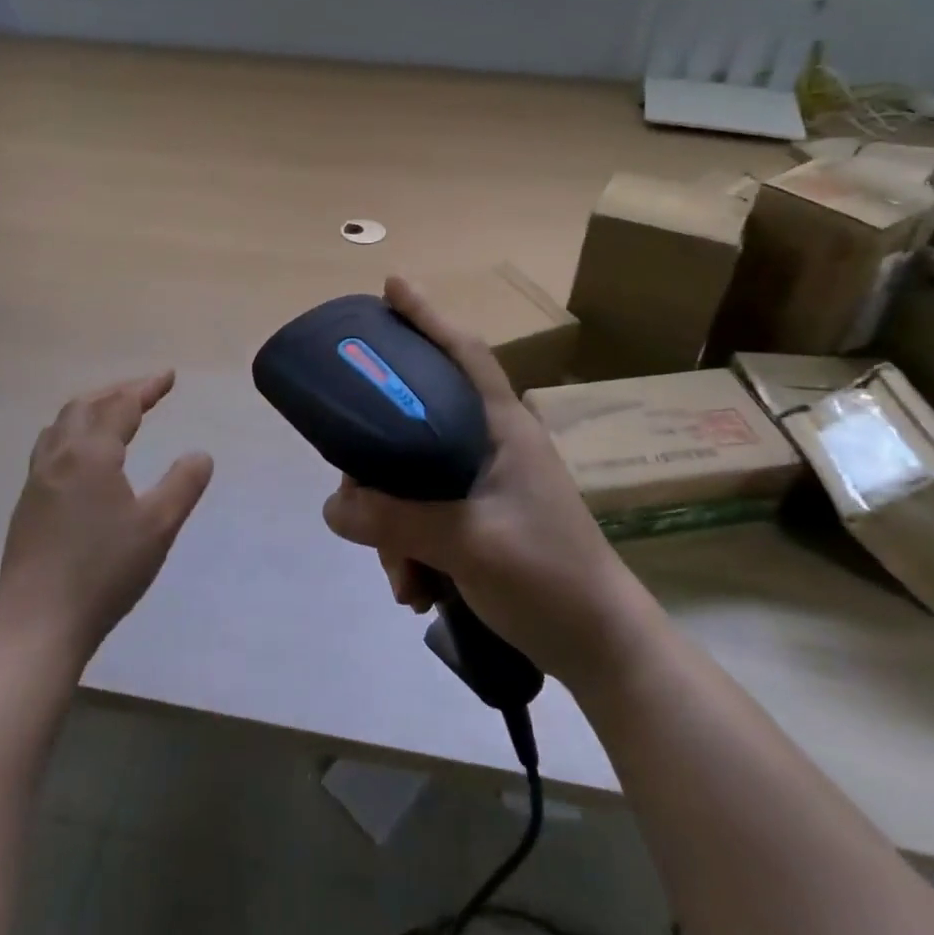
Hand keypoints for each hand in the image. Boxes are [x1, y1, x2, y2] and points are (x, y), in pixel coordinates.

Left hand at [0, 371, 213, 665]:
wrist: (37, 623)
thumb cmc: (104, 571)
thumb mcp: (158, 527)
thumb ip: (182, 484)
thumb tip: (200, 454)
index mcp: (91, 454)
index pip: (121, 406)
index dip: (146, 388)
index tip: (168, 377)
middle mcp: (59, 457)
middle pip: (85, 406)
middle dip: (116, 391)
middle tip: (144, 390)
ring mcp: (37, 480)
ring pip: (61, 425)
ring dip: (90, 408)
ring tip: (111, 413)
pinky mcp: (27, 505)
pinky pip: (50, 447)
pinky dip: (72, 432)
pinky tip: (82, 457)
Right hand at [321, 277, 623, 681]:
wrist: (601, 649)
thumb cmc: (547, 576)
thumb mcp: (466, 543)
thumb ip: (395, 520)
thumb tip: (332, 506)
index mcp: (502, 428)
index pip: (463, 353)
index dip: (428, 316)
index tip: (391, 285)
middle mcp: (493, 445)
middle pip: (416, 425)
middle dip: (380, 467)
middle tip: (354, 494)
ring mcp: (488, 485)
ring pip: (414, 480)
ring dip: (394, 528)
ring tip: (401, 579)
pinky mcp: (482, 521)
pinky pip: (425, 518)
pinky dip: (411, 549)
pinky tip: (414, 590)